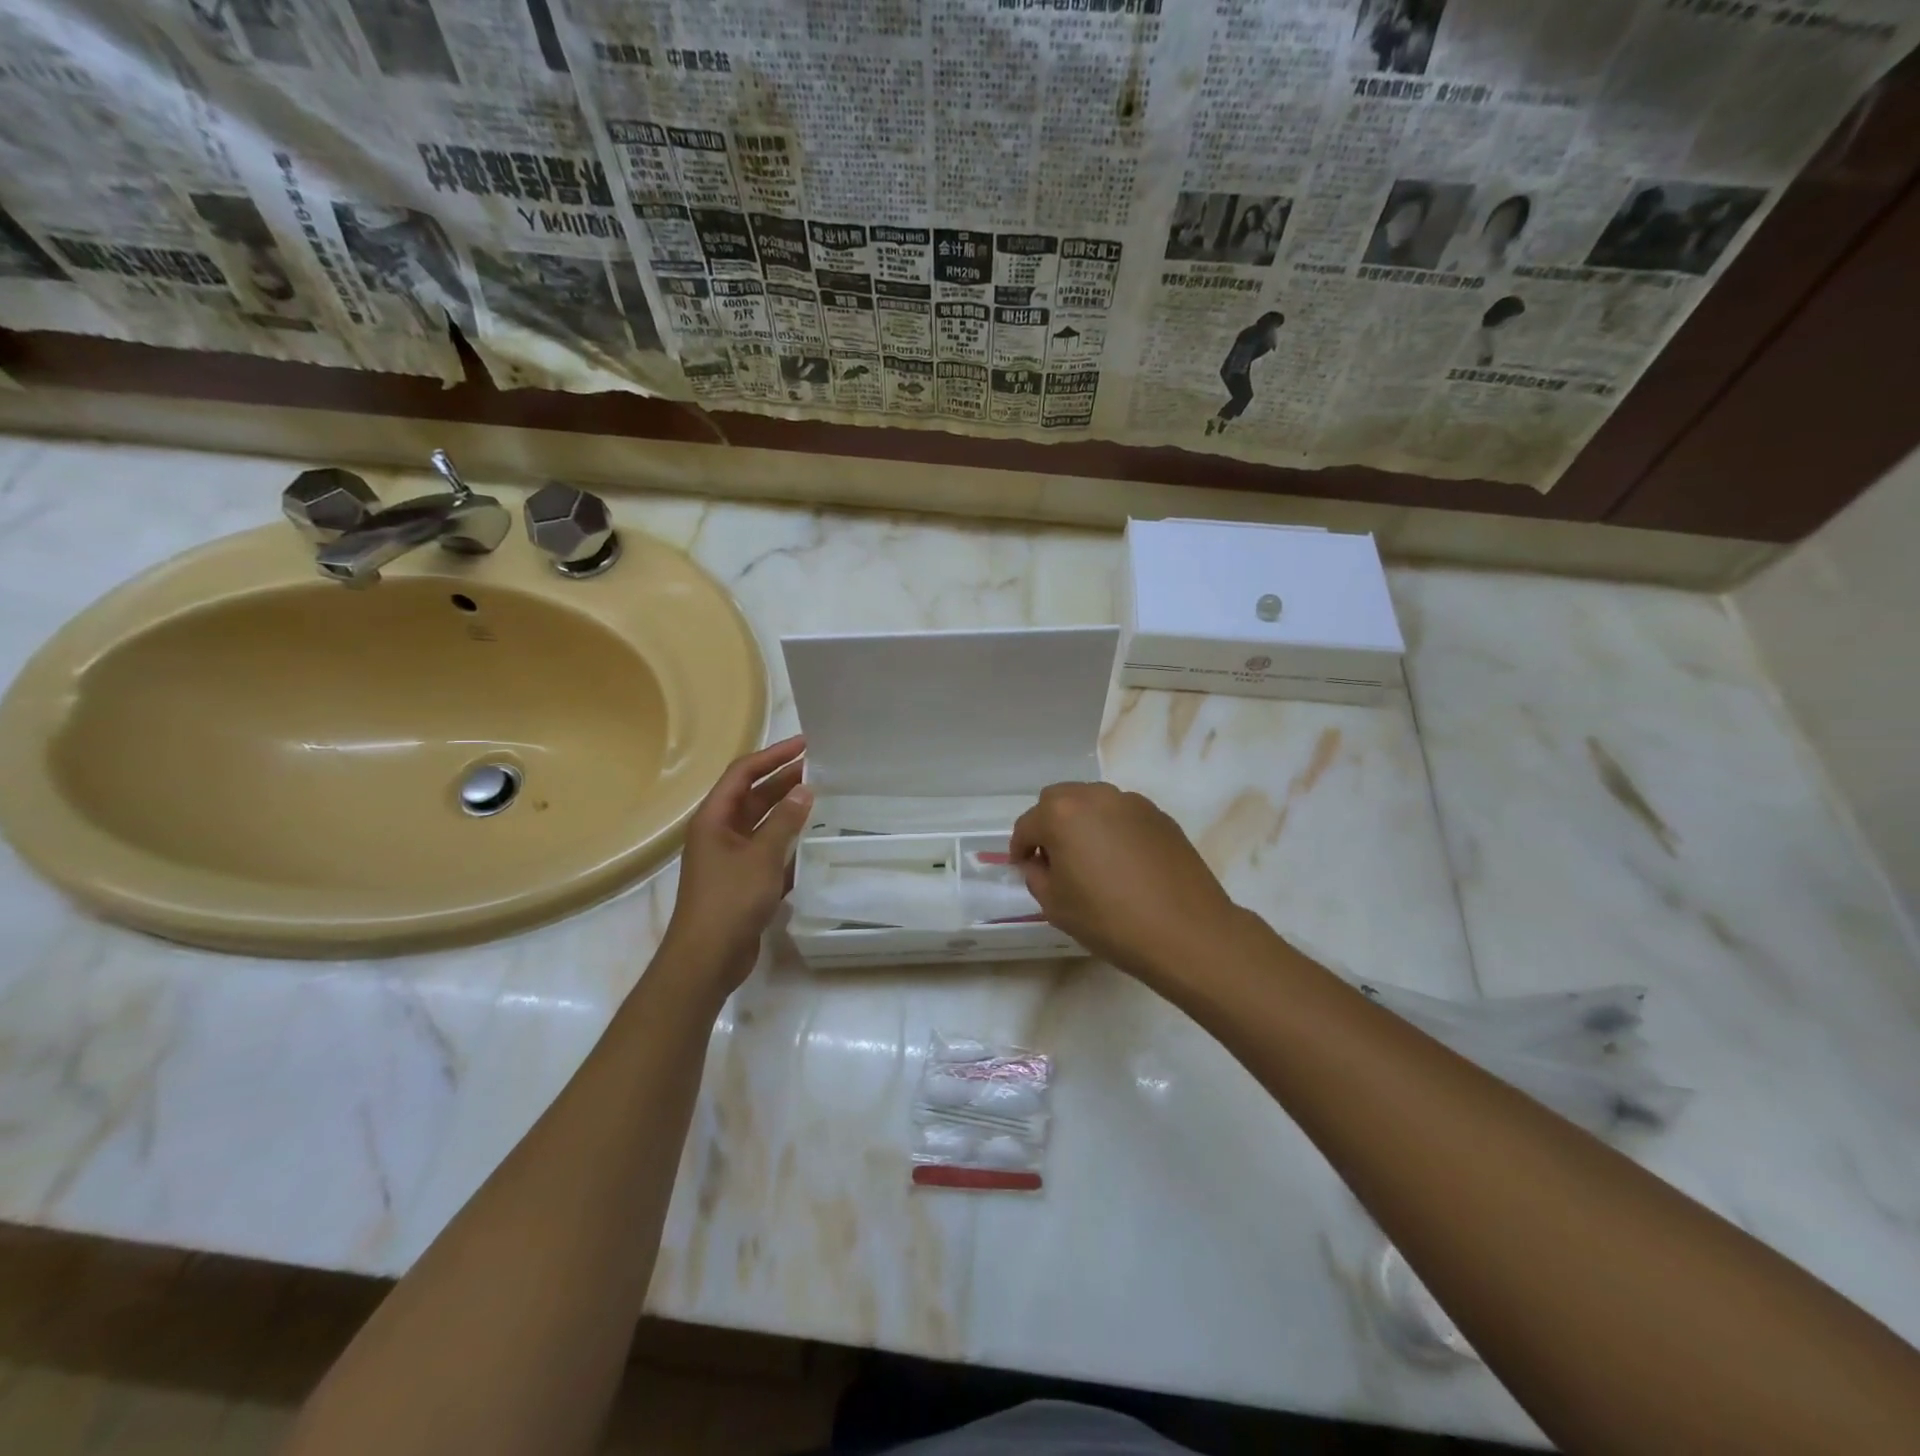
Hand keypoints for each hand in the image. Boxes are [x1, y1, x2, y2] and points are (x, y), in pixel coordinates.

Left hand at [660, 736, 812, 994]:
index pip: (743, 773)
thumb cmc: (730, 900)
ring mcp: (731, 858)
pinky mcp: (743, 881)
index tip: (804, 744)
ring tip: (823, 799)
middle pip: (753, 796)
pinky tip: (815, 841)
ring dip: (788, 811)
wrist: (707, 958)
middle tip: (821, 769)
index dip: (772, 756)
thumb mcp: (761, 856)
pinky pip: (768, 851)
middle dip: (783, 780)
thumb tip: (804, 790)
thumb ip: (784, 821)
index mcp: (714, 818)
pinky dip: (789, 843)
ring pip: (763, 824)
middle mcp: (720, 832)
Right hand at [1010, 782, 1242, 980]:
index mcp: (1062, 814)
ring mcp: (1132, 803)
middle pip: (1058, 801)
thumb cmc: (1110, 920)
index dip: (1020, 848)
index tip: (1022, 867)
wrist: (1186, 932)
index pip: (1028, 825)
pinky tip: (1122, 864)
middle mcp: (1096, 797)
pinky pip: (1123, 816)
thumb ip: (1037, 875)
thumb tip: (1041, 862)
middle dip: (1048, 825)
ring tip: (1090, 859)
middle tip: (1053, 859)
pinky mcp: (1160, 816)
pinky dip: (1113, 830)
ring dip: (1082, 824)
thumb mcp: (1055, 905)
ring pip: (1093, 803)